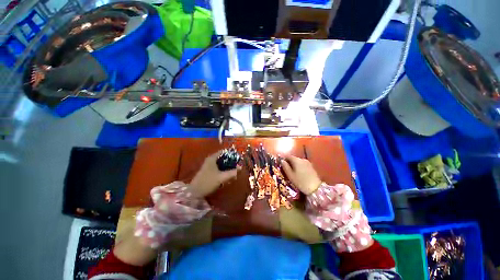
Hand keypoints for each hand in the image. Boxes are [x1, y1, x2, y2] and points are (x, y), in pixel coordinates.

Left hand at [189, 151, 238, 197]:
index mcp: (212, 158)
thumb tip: (241, 167)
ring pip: (220, 163)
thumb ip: (232, 172)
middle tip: (237, 165)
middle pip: (222, 157)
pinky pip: (218, 167)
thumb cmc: (208, 182)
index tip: (237, 157)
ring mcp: (208, 165)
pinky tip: (227, 174)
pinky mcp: (208, 171)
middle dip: (230, 161)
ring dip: (227, 166)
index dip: (231, 154)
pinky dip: (223, 169)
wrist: (194, 192)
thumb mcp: (222, 177)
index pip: (223, 152)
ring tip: (233, 170)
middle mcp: (210, 160)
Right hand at [281, 155, 321, 194]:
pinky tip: (299, 173)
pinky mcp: (311, 166)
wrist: (315, 188)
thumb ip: (285, 167)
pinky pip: (303, 164)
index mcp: (296, 160)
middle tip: (286, 169)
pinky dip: (299, 167)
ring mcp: (308, 162)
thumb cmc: (300, 181)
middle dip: (289, 162)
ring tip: (292, 172)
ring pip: (298, 161)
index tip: (281, 163)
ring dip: (295, 165)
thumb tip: (281, 160)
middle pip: (293, 158)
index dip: (284, 159)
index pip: (288, 156)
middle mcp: (302, 159)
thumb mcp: (290, 175)